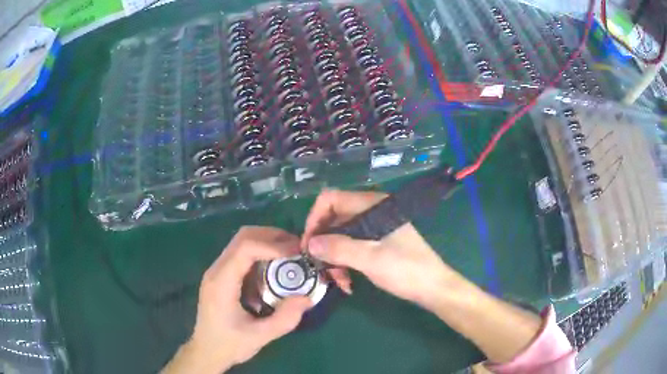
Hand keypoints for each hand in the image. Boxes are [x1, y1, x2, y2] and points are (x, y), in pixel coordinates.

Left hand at [163, 227, 310, 373]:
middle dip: (272, 237)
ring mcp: (217, 270)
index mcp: (221, 283)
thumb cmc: (229, 344)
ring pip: (241, 241)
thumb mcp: (259, 337)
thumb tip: (308, 298)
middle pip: (243, 237)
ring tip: (291, 253)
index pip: (245, 248)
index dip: (272, 245)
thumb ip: (284, 319)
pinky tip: (275, 265)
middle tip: (298, 248)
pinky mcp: (221, 275)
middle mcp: (216, 270)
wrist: (206, 351)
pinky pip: (241, 252)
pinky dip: (261, 251)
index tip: (297, 253)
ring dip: (267, 241)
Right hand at [302, 190, 458, 310]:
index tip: (308, 245)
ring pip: (341, 236)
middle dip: (324, 245)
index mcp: (371, 205)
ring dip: (334, 258)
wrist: (433, 287)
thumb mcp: (370, 259)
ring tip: (338, 281)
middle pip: (333, 219)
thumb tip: (310, 243)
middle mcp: (371, 211)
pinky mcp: (376, 242)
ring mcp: (374, 227)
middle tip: (319, 268)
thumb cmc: (406, 269)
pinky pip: (351, 247)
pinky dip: (345, 262)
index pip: (330, 199)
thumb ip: (338, 248)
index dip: (314, 219)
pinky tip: (347, 282)